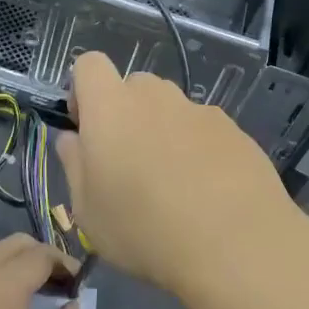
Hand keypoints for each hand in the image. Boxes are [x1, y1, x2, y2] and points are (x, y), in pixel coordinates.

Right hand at [56, 51, 299, 294]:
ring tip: (173, 184)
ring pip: (171, 107)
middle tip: (129, 164)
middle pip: (134, 86)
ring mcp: (200, 110)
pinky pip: (204, 129)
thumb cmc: (144, 230)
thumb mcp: (88, 211)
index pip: (90, 64)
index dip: (82, 90)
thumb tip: (73, 138)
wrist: (235, 244)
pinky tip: (208, 191)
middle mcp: (156, 96)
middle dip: (126, 114)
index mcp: (112, 107)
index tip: (87, 129)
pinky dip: (199, 148)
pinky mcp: (234, 129)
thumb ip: (74, 164)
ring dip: (163, 131)